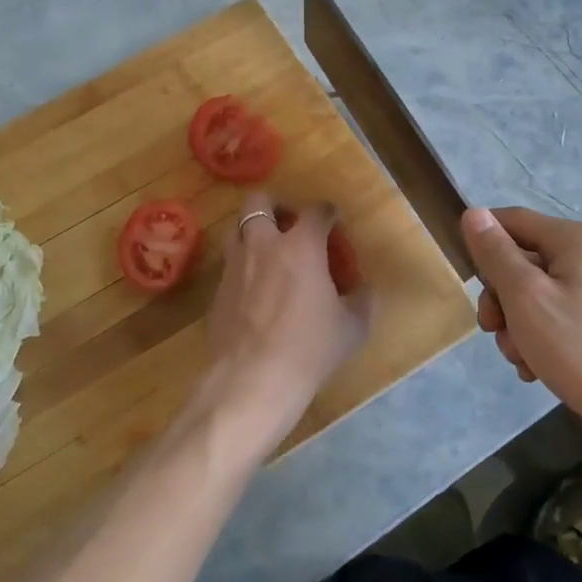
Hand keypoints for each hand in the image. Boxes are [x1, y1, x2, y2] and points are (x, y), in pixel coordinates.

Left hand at [190, 193, 369, 456]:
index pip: (316, 211)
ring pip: (236, 230)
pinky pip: (229, 266)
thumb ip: (362, 301)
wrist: (253, 379)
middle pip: (259, 202)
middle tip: (290, 224)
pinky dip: (243, 268)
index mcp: (301, 246)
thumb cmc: (310, 349)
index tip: (334, 220)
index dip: (328, 212)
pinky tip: (255, 293)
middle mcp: (263, 245)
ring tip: (269, 253)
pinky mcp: (217, 292)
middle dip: (276, 205)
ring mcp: (234, 267)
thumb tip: (364, 290)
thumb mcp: (352, 328)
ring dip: (253, 232)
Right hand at [462, 206, 581, 432]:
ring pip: (535, 294)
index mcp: (574, 240)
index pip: (512, 219)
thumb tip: (473, 212)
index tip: (468, 280)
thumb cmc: (578, 346)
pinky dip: (540, 338)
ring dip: (516, 325)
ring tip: (521, 358)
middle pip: (522, 261)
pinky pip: (557, 316)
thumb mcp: (524, 296)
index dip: (483, 241)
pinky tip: (537, 368)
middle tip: (493, 330)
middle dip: (500, 297)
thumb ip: (495, 253)